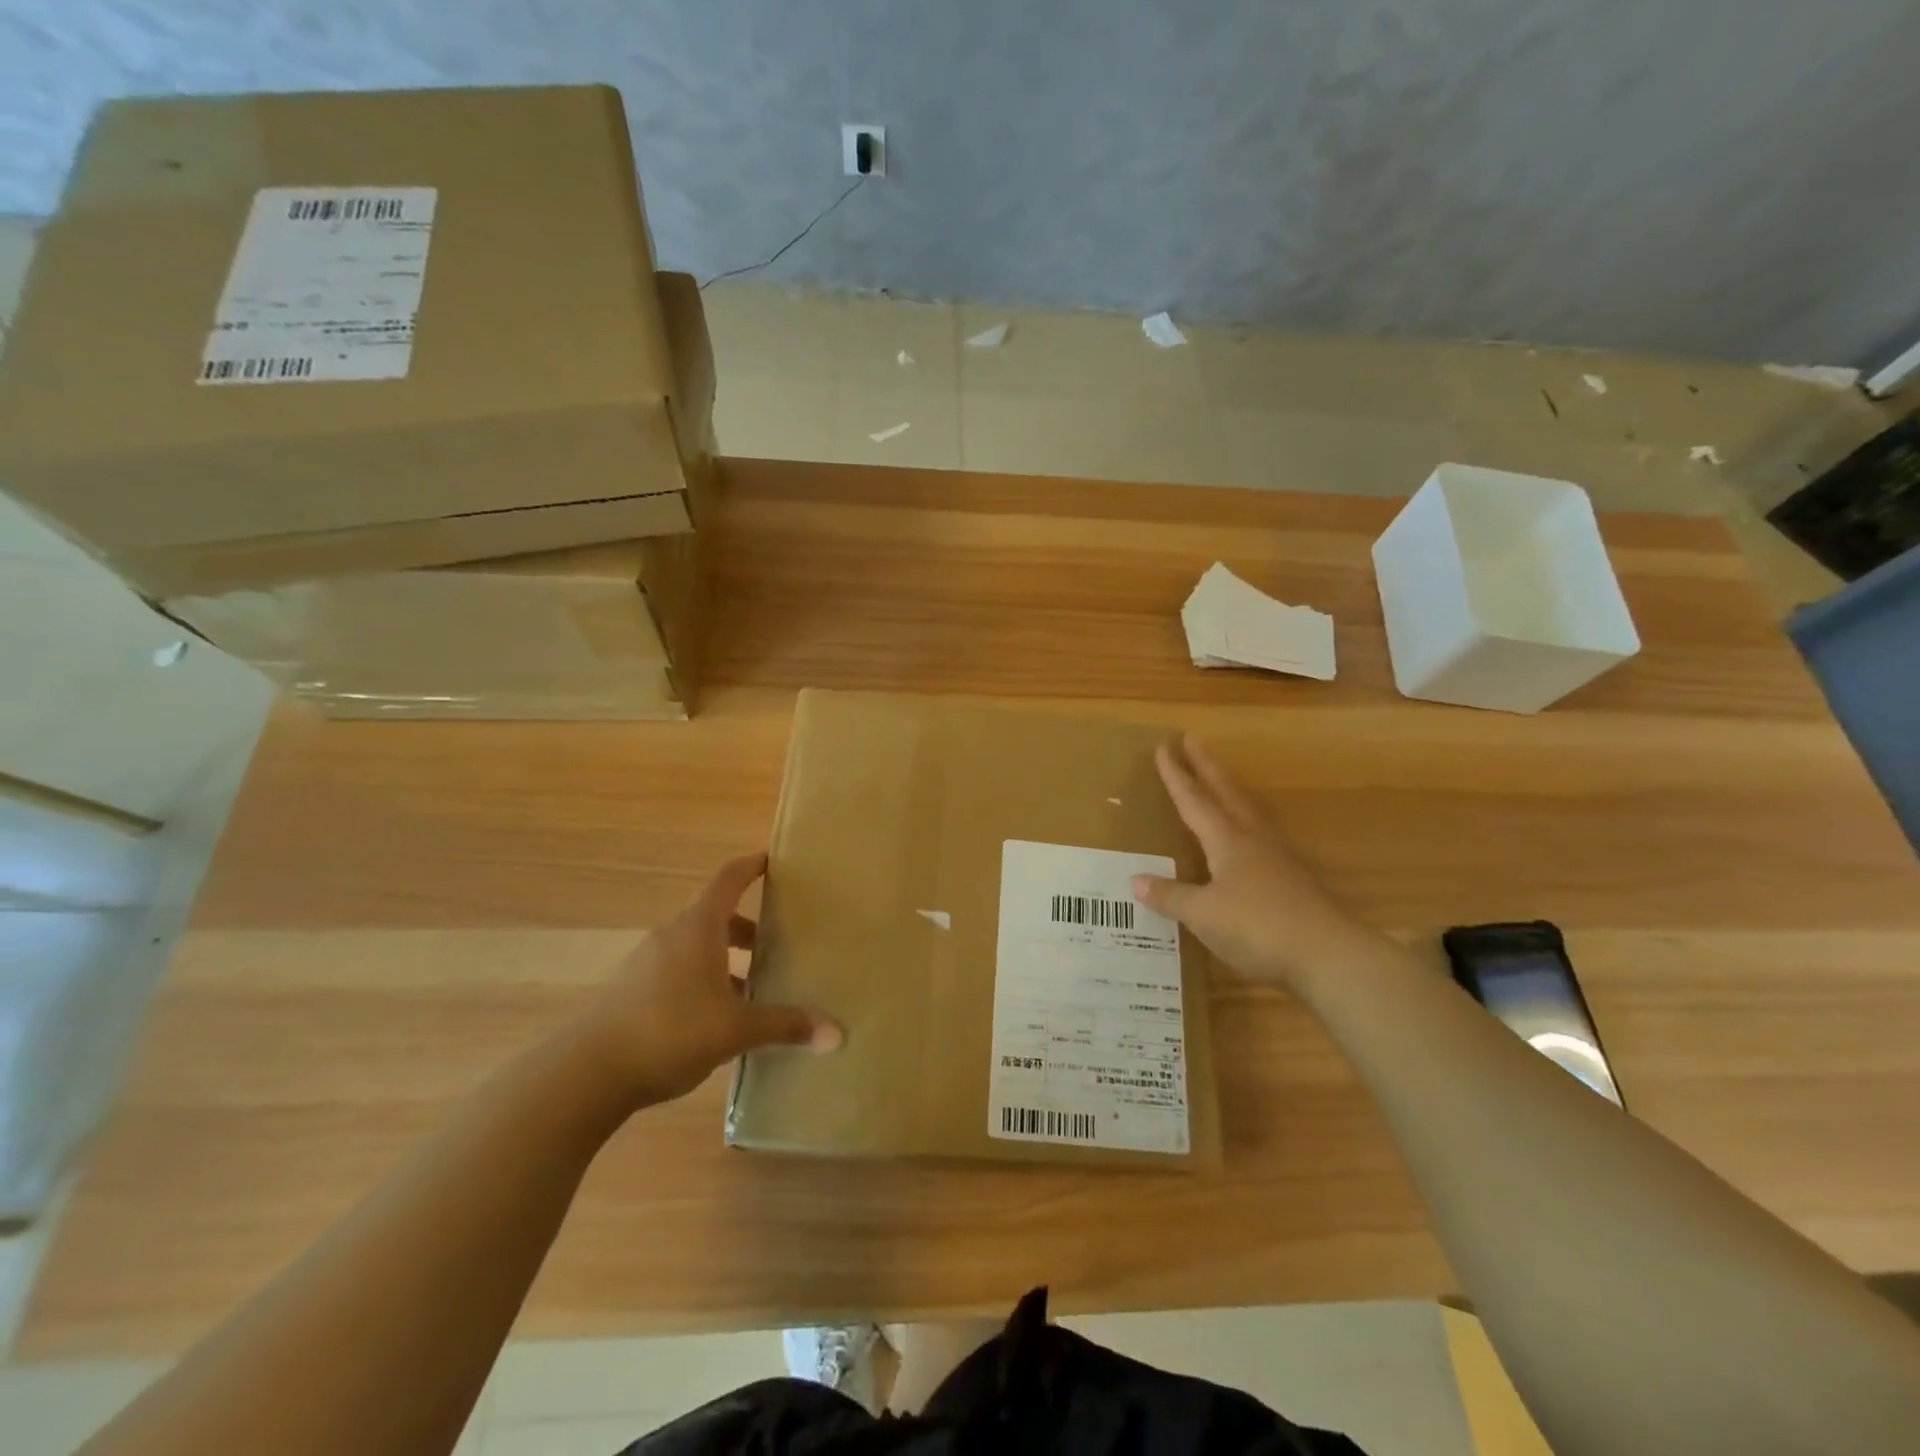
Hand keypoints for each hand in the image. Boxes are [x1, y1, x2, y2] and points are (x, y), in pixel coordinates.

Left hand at [570, 853, 840, 1106]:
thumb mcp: (735, 1030)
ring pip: (696, 948)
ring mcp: (646, 964)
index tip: (772, 860)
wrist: (585, 1074)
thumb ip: (785, 1026)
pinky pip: (677, 972)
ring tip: (754, 988)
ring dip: (725, 960)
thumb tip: (837, 1034)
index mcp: (698, 928)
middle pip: (715, 917)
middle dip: (748, 928)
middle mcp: (671, 936)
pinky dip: (703, 982)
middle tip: (779, 942)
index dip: (751, 866)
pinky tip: (717, 1019)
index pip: (728, 880)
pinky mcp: (631, 992)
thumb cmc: (669, 1031)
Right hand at [1131, 737, 1387, 990]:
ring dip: (1228, 790)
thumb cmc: (1257, 926)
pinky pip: (1259, 836)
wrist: (1327, 955)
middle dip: (1206, 767)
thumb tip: (1136, 880)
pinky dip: (1243, 822)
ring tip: (1217, 780)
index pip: (1194, 800)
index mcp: (1227, 840)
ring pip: (1247, 811)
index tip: (1163, 748)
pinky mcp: (1291, 879)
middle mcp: (1252, 839)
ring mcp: (1276, 857)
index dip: (1176, 776)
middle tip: (1192, 740)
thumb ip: (1170, 896)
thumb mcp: (1203, 914)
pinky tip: (1243, 837)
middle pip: (1226, 793)